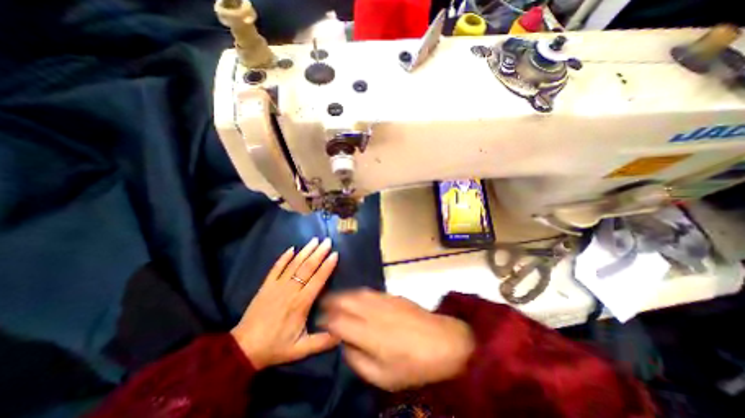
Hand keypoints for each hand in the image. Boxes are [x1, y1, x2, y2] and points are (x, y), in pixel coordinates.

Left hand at [230, 237, 338, 369]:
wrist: (243, 349)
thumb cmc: (275, 347)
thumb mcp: (300, 349)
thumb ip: (322, 341)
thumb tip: (343, 334)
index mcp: (301, 303)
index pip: (317, 280)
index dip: (327, 266)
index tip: (335, 254)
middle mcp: (290, 290)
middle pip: (307, 267)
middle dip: (319, 253)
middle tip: (327, 241)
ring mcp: (276, 286)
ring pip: (294, 264)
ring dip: (305, 251)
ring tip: (315, 240)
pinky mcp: (266, 285)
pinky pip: (276, 268)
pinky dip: (284, 257)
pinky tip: (292, 248)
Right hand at [324, 289, 473, 389]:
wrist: (444, 341)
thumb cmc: (413, 365)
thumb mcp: (383, 377)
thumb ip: (358, 361)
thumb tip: (345, 345)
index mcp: (368, 334)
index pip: (339, 321)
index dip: (326, 320)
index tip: (319, 321)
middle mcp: (373, 312)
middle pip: (345, 301)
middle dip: (331, 301)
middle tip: (322, 304)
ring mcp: (384, 301)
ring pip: (357, 293)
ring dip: (343, 294)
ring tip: (335, 297)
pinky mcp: (393, 296)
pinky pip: (370, 291)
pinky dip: (358, 293)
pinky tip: (357, 296)